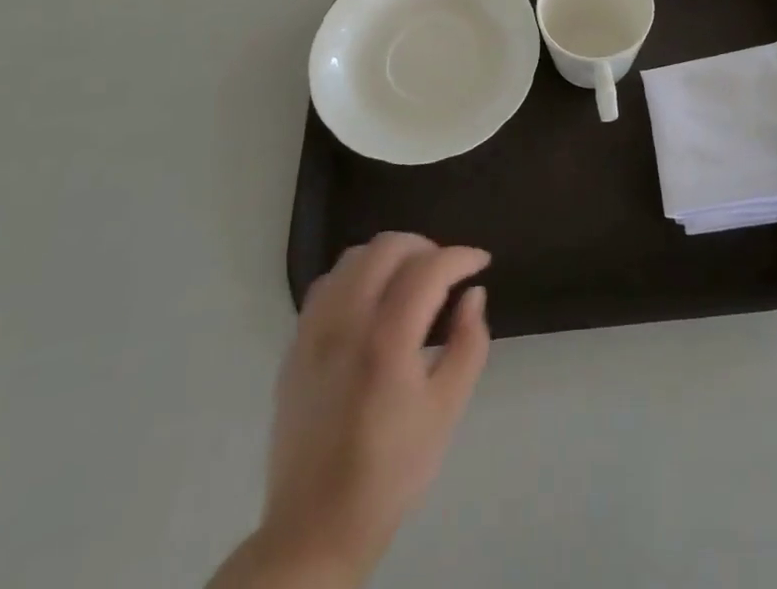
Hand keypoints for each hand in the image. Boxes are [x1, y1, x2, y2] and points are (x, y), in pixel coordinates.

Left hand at [234, 233, 490, 588]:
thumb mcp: (446, 411)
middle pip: (387, 247)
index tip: (481, 263)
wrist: (315, 529)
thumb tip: (473, 295)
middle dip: (426, 247)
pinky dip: (356, 276)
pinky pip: (327, 285)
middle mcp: (347, 323)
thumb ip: (468, 344)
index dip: (461, 256)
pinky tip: (372, 301)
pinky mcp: (295, 347)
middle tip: (447, 271)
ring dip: (389, 257)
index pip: (429, 268)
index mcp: (387, 340)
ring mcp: (314, 332)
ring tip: (411, 281)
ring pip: (353, 257)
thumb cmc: (390, 472)